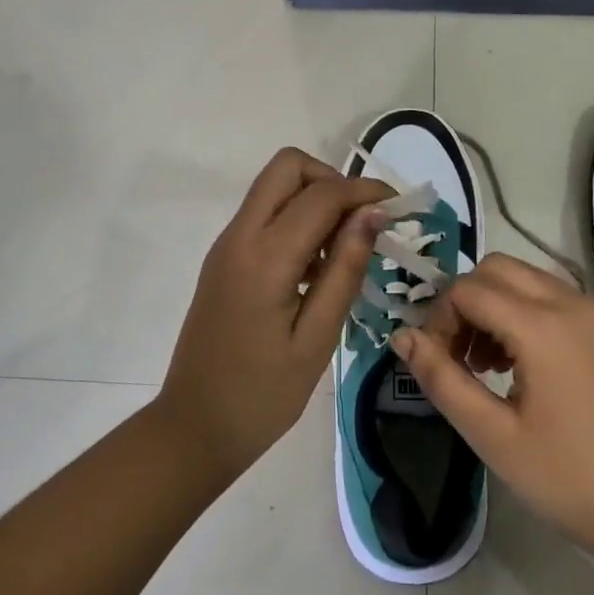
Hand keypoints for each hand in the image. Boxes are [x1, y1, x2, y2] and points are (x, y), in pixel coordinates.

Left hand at [156, 149, 391, 481]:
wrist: (194, 428)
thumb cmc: (261, 395)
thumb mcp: (316, 338)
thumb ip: (345, 270)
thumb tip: (373, 214)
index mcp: (264, 257)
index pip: (321, 194)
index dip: (364, 191)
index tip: (399, 206)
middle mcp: (239, 236)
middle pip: (287, 167)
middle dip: (332, 180)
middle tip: (363, 221)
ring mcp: (227, 245)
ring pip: (275, 187)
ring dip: (314, 198)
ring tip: (346, 250)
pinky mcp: (224, 259)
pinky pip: (265, 215)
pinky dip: (296, 219)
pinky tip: (318, 267)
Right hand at [392, 254, 593, 570]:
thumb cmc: (571, 479)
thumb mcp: (494, 436)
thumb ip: (442, 380)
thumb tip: (402, 337)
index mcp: (540, 324)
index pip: (467, 289)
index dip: (439, 319)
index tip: (437, 364)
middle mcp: (569, 302)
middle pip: (497, 269)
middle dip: (465, 302)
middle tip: (458, 357)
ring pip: (526, 279)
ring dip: (494, 306)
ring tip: (486, 366)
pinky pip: (554, 298)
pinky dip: (525, 313)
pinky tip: (523, 368)